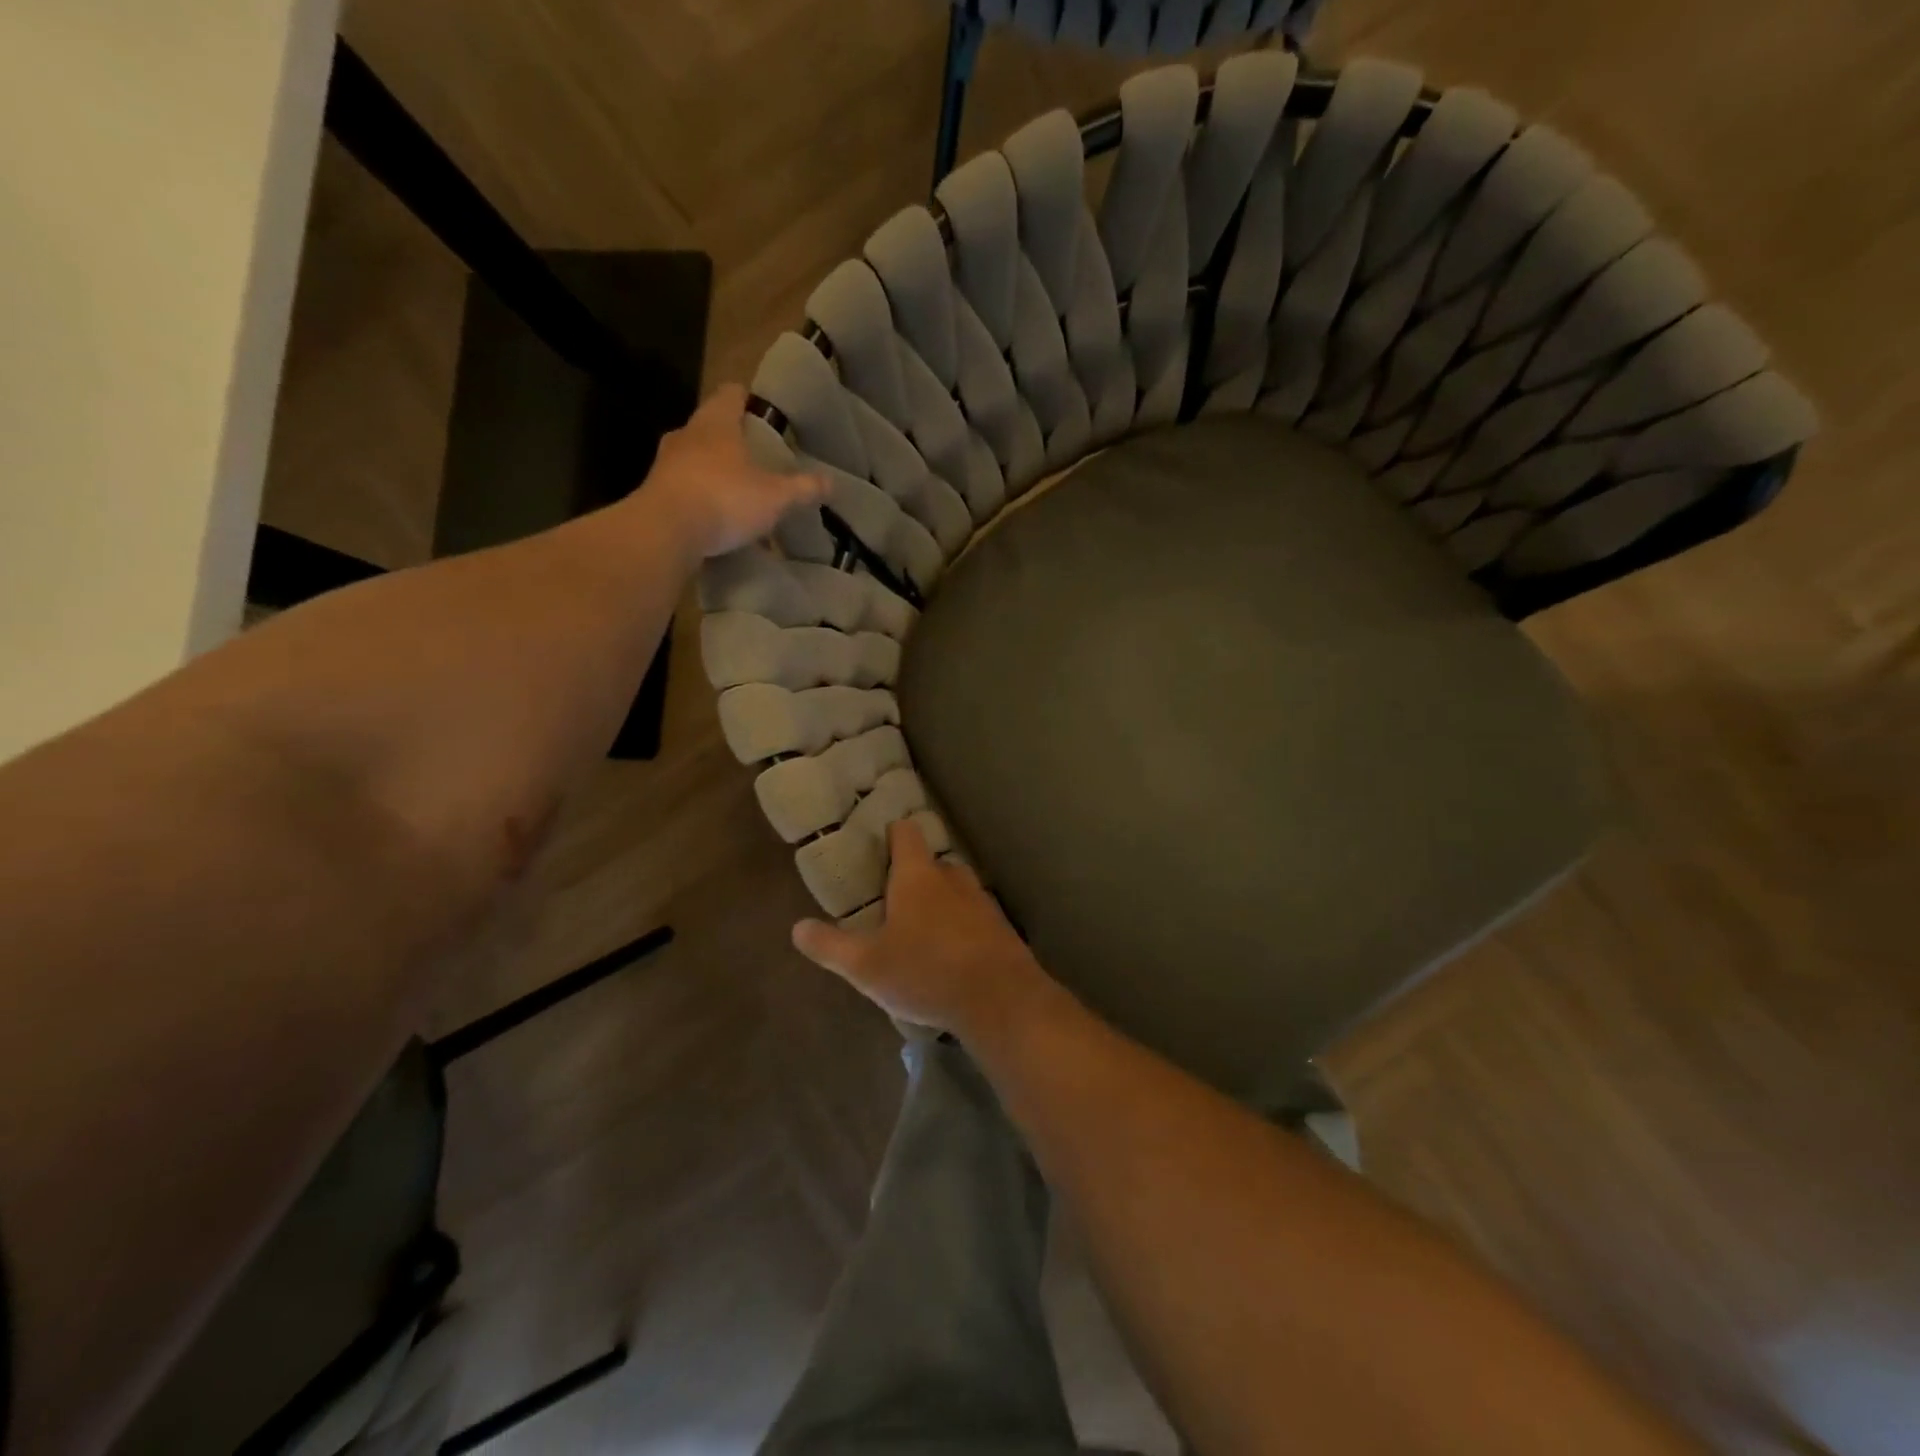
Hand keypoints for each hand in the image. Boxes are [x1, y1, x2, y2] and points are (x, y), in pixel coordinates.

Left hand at [643, 384, 824, 559]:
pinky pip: (685, 489)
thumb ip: (803, 488)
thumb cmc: (725, 498)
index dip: (748, 398)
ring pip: (695, 459)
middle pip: (711, 427)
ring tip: (738, 491)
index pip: (731, 394)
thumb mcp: (775, 496)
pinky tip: (717, 520)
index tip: (762, 410)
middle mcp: (687, 435)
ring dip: (715, 471)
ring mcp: (666, 464)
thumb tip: (832, 482)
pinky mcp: (655, 494)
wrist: (665, 532)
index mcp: (716, 422)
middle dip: (732, 440)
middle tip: (756, 456)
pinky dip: (701, 498)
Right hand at [791, 818, 1052, 1038]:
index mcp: (917, 875)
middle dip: (913, 877)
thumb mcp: (866, 965)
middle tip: (892, 902)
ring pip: (955, 890)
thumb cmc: (926, 971)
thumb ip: (830, 945)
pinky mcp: (1001, 927)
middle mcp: (952, 878)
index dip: (891, 834)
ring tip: (920, 932)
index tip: (878, 846)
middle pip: (931, 863)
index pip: (905, 832)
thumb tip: (797, 928)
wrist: (1000, 999)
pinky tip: (951, 956)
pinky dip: (961, 927)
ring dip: (939, 903)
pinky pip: (974, 917)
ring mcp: (982, 900)